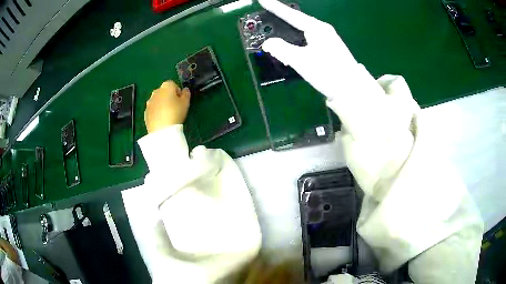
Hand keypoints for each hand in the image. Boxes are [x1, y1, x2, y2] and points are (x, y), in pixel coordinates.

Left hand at [144, 81, 190, 133]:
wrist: (161, 130)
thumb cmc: (175, 113)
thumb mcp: (186, 103)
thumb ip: (186, 94)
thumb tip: (185, 90)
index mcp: (166, 86)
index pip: (173, 84)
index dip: (177, 92)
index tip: (180, 100)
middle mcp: (156, 91)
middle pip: (163, 92)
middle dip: (168, 97)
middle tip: (174, 107)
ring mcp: (149, 102)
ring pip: (157, 100)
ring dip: (162, 104)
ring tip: (167, 115)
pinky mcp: (145, 112)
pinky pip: (153, 109)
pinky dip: (156, 112)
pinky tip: (161, 120)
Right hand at [259, 0, 358, 97]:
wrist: (352, 90)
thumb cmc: (328, 72)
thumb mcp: (302, 61)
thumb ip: (282, 50)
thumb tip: (268, 43)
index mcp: (316, 28)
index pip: (292, 15)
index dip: (275, 7)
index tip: (262, 0)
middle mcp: (322, 30)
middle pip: (297, 21)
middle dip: (281, 20)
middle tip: (266, 18)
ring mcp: (327, 40)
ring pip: (302, 32)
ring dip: (288, 33)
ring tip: (275, 34)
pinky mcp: (328, 50)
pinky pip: (307, 40)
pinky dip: (296, 42)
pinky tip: (291, 48)